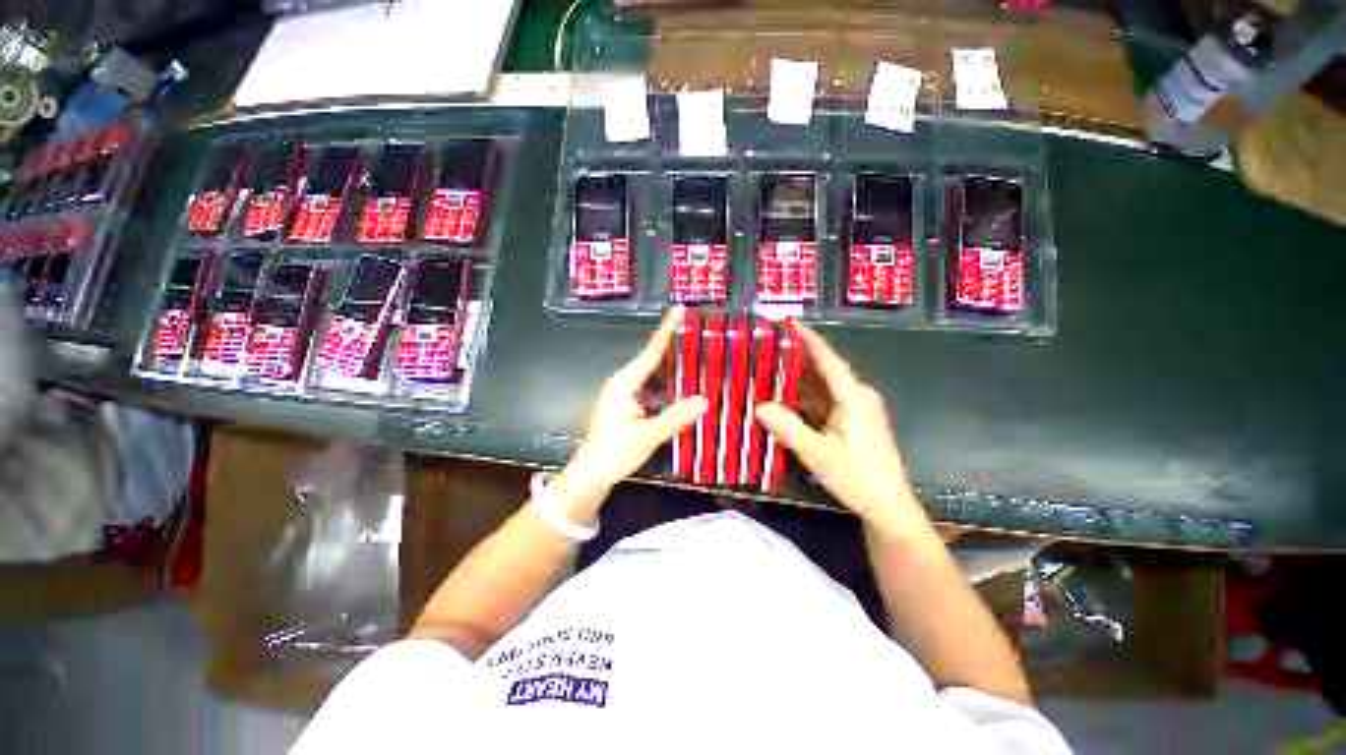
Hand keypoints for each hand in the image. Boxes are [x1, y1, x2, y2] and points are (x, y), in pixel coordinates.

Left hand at [554, 307, 707, 512]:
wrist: (591, 474)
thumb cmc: (613, 453)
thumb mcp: (647, 436)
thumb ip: (675, 418)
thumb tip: (704, 400)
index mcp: (624, 384)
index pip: (651, 353)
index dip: (666, 331)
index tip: (679, 310)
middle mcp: (624, 383)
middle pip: (654, 360)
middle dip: (676, 348)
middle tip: (702, 336)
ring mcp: (626, 395)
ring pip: (655, 376)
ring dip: (675, 369)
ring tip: (700, 359)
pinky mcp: (630, 406)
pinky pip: (654, 390)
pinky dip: (670, 387)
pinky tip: (686, 389)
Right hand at [756, 329, 927, 535]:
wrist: (886, 507)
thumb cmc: (858, 478)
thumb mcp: (818, 454)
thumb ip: (788, 428)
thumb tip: (759, 406)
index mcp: (854, 397)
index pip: (829, 361)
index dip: (810, 342)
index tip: (790, 325)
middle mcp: (856, 397)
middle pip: (824, 371)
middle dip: (797, 358)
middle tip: (769, 347)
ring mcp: (853, 410)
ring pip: (822, 387)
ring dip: (798, 379)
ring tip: (769, 368)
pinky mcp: (849, 422)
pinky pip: (822, 403)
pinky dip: (803, 398)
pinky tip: (783, 397)